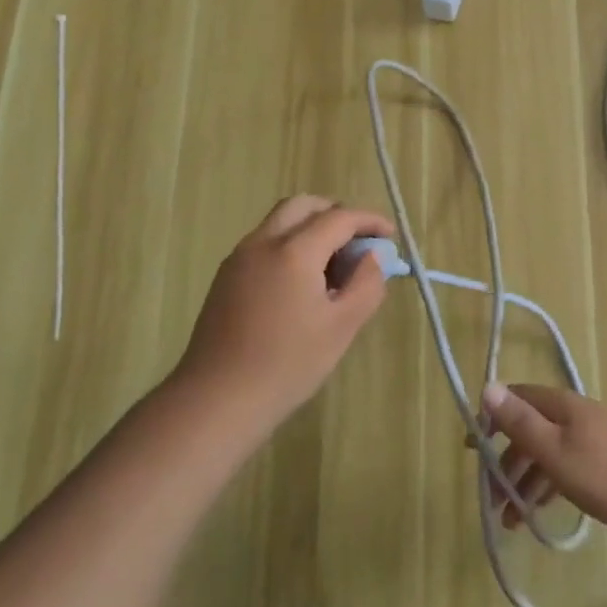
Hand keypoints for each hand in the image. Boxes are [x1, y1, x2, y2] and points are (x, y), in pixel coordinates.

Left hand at [170, 195, 394, 440]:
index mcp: (294, 251)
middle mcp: (263, 242)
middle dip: (336, 214)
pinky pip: (265, 243)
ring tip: (333, 267)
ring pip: (281, 222)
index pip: (339, 217)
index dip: (369, 221)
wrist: (216, 400)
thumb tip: (372, 257)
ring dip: (311, 229)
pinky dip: (290, 245)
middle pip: (304, 206)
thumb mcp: (342, 327)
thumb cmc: (287, 365)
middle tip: (358, 242)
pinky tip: (302, 283)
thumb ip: (366, 284)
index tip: (390, 235)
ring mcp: (239, 258)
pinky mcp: (226, 277)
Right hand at [480, 383, 606, 541]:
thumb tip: (487, 386)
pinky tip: (538, 513)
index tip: (473, 447)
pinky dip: (546, 487)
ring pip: (547, 453)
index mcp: (561, 405)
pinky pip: (564, 468)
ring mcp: (591, 438)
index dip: (491, 417)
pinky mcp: (604, 463)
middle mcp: (574, 415)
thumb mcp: (554, 450)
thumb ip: (520, 422)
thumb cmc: (604, 474)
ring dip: (524, 481)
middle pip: (530, 429)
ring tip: (510, 521)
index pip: (517, 398)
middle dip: (505, 460)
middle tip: (490, 496)